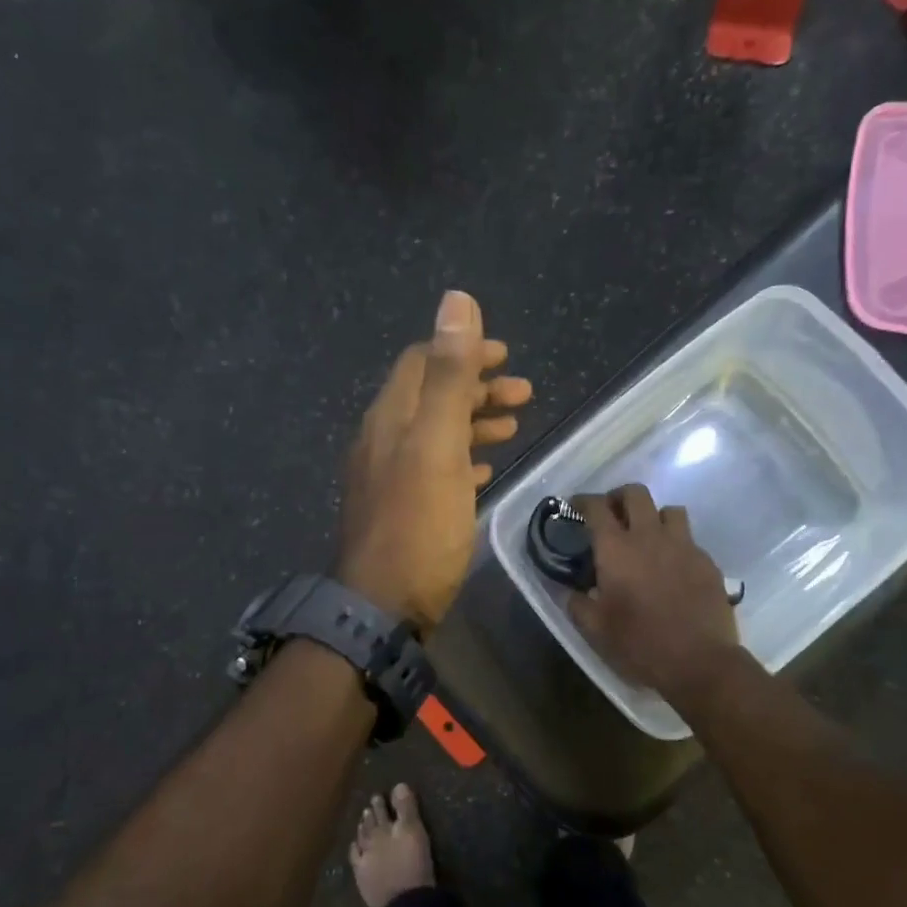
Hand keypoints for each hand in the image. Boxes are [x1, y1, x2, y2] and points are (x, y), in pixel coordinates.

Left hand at [338, 291, 531, 632]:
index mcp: (391, 417)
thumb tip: (456, 299)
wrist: (383, 606)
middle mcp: (383, 440)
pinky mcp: (401, 510)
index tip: (507, 357)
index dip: (464, 351)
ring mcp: (389, 477)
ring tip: (513, 426)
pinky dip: (462, 459)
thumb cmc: (418, 524)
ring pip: (435, 433)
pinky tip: (484, 471)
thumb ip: (450, 375)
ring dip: (474, 422)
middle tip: (524, 394)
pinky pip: (434, 470)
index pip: (422, 362)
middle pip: (431, 396)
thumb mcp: (438, 444)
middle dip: (477, 387)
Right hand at [567, 484, 744, 703]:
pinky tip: (672, 567)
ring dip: (654, 516)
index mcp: (617, 549)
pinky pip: (689, 540)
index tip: (576, 506)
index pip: (597, 507)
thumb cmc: (640, 644)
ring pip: (669, 510)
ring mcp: (684, 546)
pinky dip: (676, 545)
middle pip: (636, 493)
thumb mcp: (596, 630)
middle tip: (612, 514)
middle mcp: (650, 537)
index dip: (583, 501)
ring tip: (647, 536)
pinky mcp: (707, 562)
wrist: (700, 662)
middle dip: (620, 497)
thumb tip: (575, 592)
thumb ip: (579, 604)